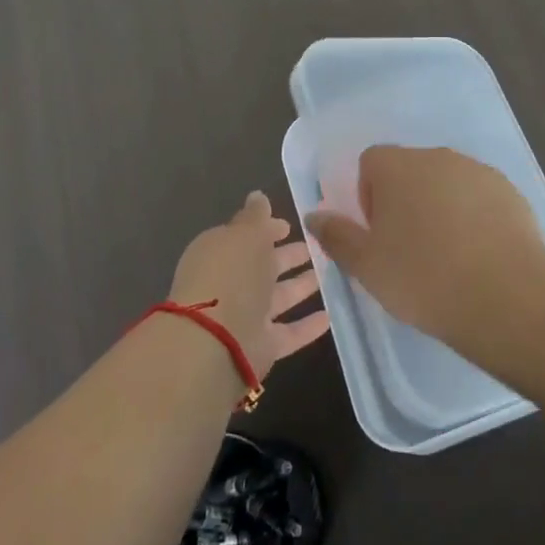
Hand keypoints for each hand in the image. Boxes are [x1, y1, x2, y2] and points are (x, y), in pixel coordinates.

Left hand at [169, 191, 329, 381]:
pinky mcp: (261, 347)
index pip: (246, 236)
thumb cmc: (230, 274)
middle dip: (286, 256)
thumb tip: (258, 196)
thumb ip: (255, 216)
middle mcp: (230, 284)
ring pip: (277, 298)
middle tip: (315, 246)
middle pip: (263, 267)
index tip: (290, 225)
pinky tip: (329, 316)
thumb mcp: (245, 233)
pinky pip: (288, 333)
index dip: (267, 229)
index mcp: (220, 253)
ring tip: (328, 274)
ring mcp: (245, 317)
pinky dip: (307, 326)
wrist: (214, 343)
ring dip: (300, 286)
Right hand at [304, 146, 544, 343]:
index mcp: (396, 166)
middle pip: (410, 170)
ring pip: (446, 183)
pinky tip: (480, 256)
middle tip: (410, 250)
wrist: (506, 295)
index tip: (380, 235)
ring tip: (448, 257)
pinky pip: (479, 197)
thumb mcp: (367, 266)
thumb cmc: (423, 278)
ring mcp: (476, 170)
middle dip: (405, 202)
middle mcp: (436, 156)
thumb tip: (315, 215)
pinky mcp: (509, 190)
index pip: (371, 162)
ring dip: (441, 208)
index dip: (369, 196)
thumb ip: (337, 236)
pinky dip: (474, 217)